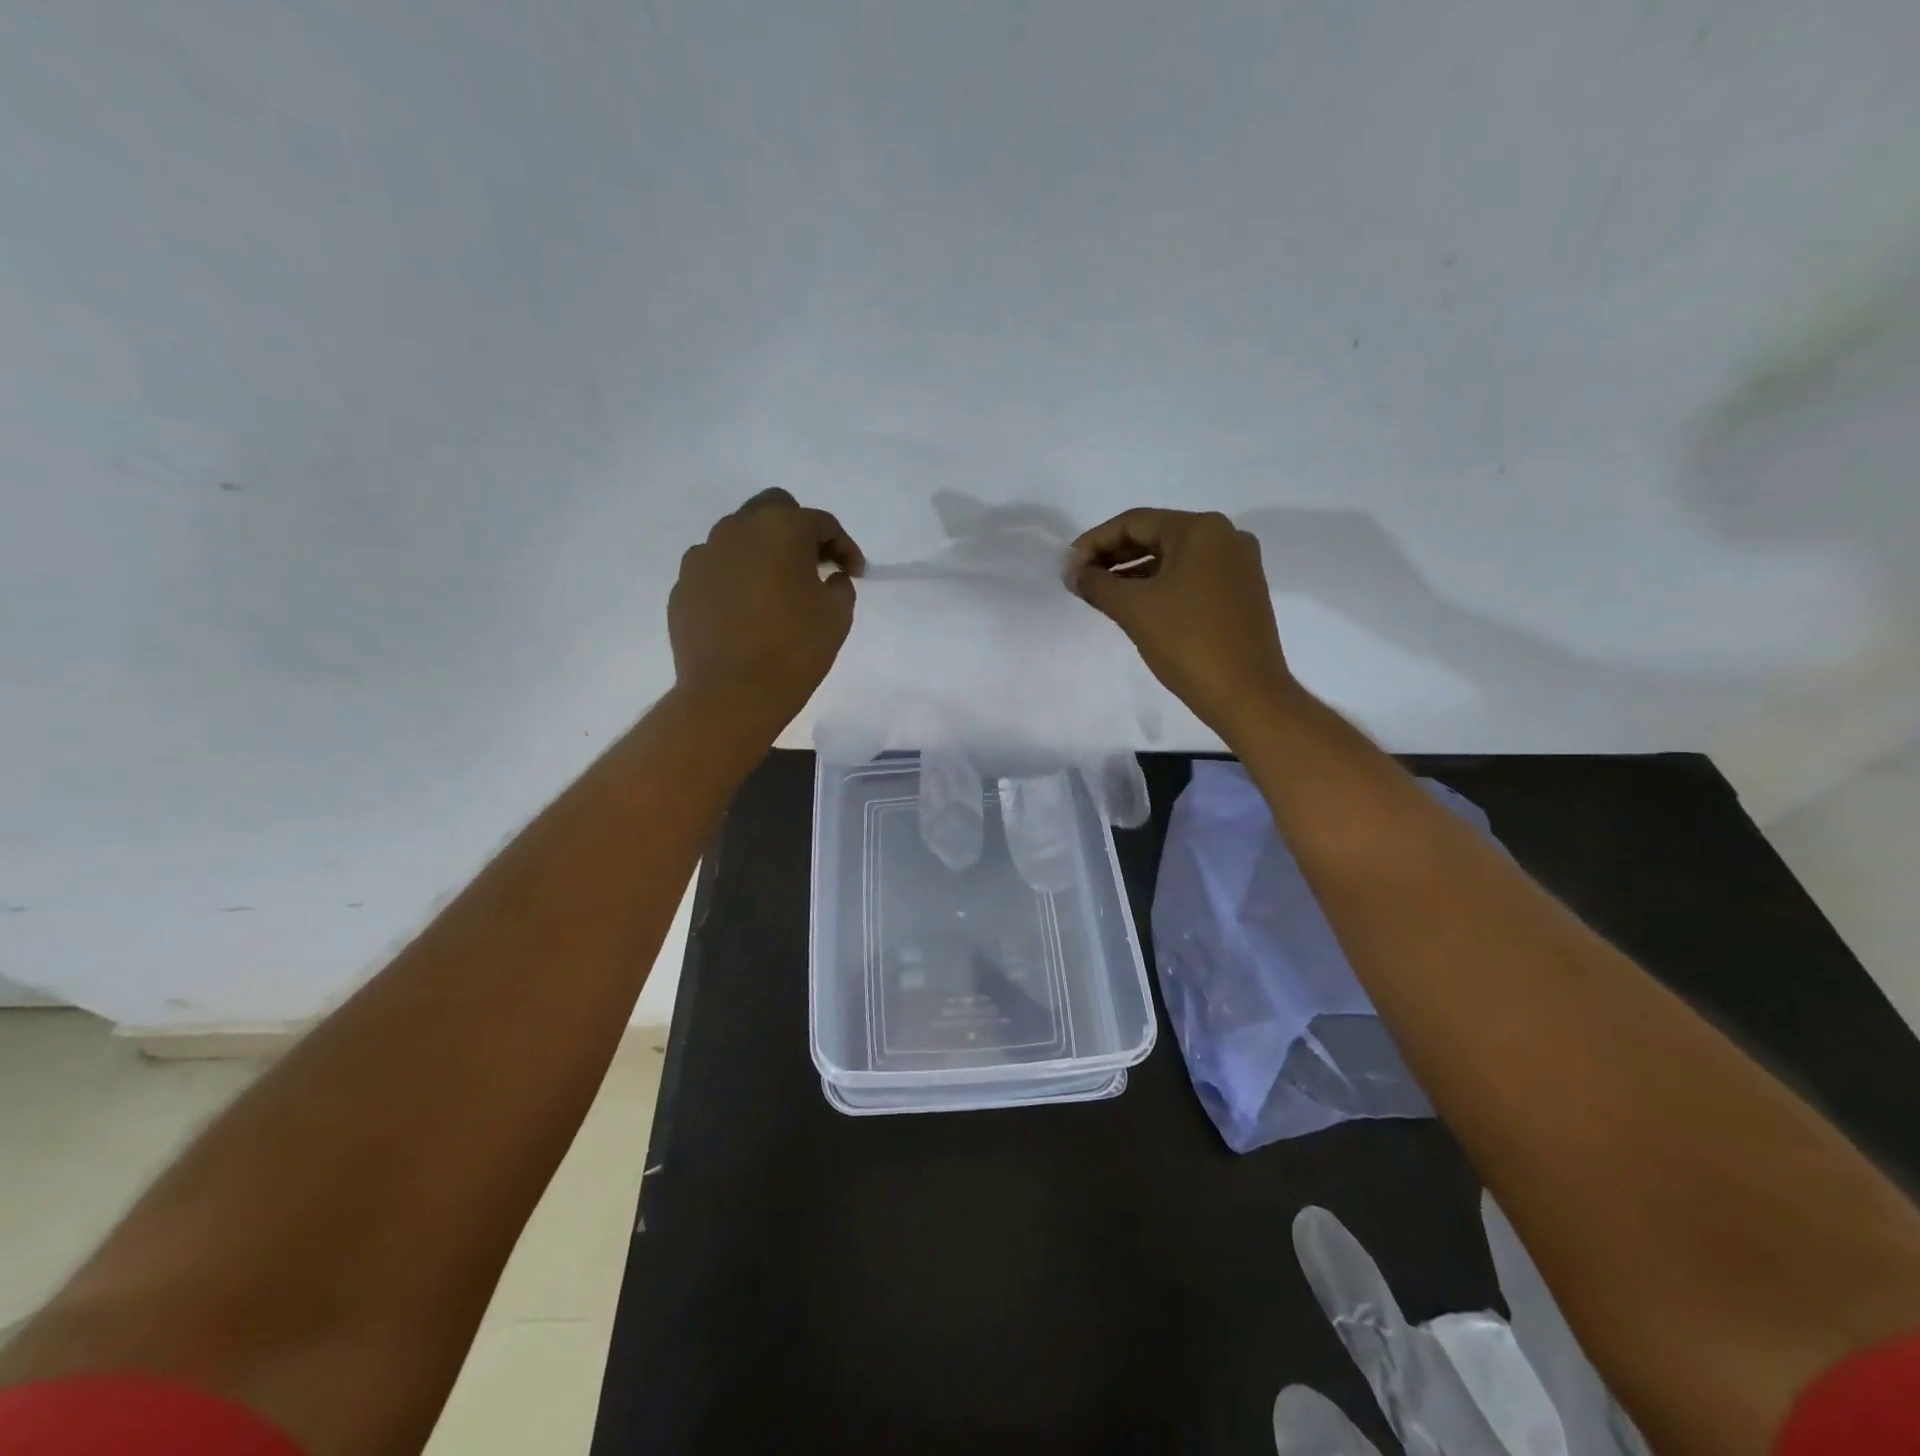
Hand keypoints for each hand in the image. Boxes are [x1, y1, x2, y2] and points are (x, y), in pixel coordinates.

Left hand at [669, 489, 864, 732]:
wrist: (731, 694)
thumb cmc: (794, 650)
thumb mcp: (837, 616)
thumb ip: (840, 586)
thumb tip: (829, 578)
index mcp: (780, 529)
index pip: (821, 523)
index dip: (844, 547)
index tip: (854, 574)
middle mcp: (737, 530)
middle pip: (774, 509)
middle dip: (799, 531)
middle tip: (814, 565)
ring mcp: (703, 556)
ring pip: (739, 536)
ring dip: (763, 552)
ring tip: (777, 587)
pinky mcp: (684, 585)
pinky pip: (717, 568)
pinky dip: (736, 578)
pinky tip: (747, 609)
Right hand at [1070, 508, 1297, 739]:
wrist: (1246, 694)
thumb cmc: (1188, 643)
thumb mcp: (1133, 609)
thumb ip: (1096, 584)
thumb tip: (1072, 572)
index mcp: (1200, 530)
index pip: (1134, 522)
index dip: (1094, 542)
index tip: (1068, 566)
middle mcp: (1225, 537)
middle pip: (1155, 535)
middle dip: (1113, 555)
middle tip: (1080, 578)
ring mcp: (1238, 565)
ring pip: (1173, 558)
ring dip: (1134, 571)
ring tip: (1101, 593)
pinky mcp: (1241, 591)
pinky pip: (1191, 576)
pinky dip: (1160, 585)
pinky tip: (1136, 604)